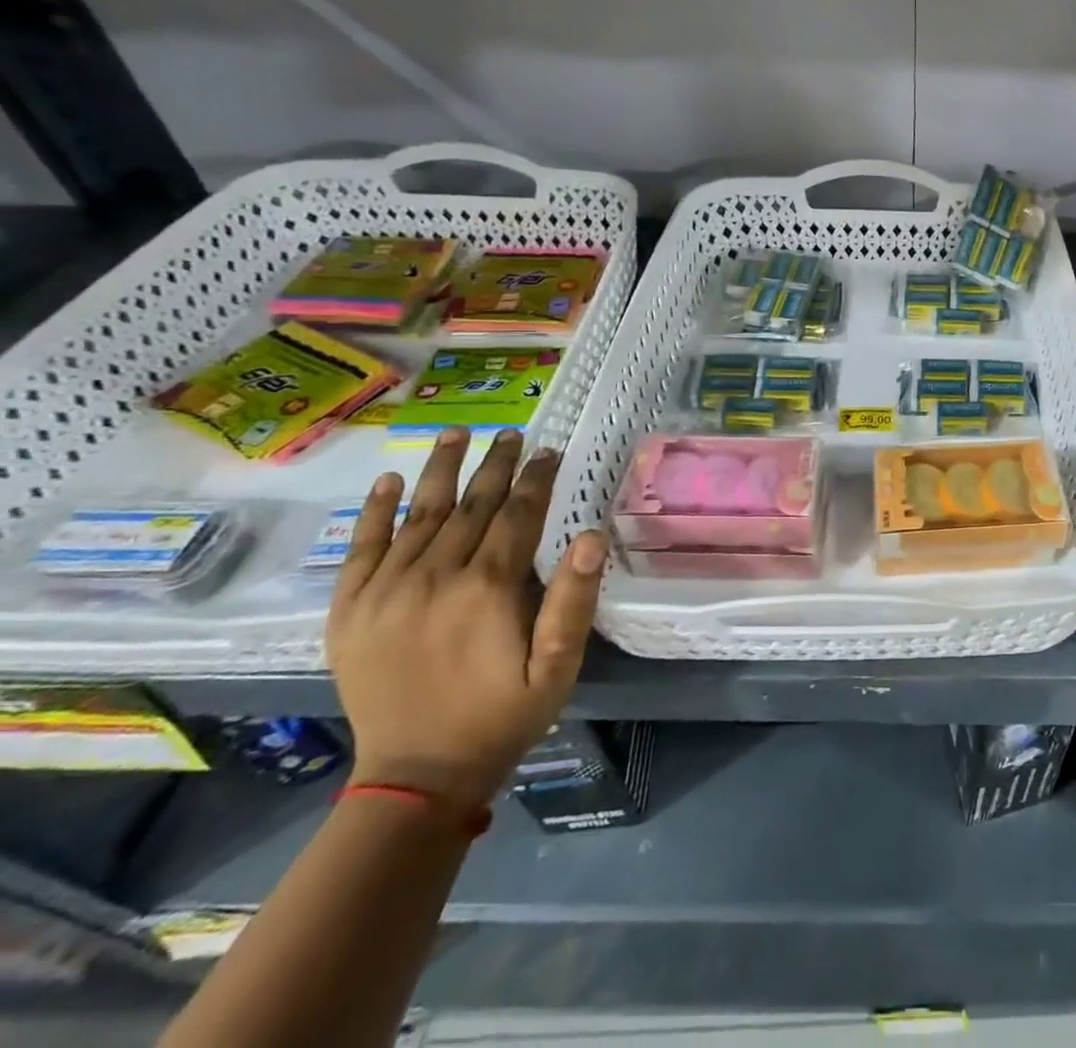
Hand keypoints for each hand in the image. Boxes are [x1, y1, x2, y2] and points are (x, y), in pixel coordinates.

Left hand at [325, 428, 609, 812]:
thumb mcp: (558, 665)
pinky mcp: (350, 612)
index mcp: (487, 588)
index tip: (550, 450)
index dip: (537, 479)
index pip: (517, 514)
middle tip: (512, 433)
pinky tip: (389, 483)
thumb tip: (593, 536)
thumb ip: (574, 599)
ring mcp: (385, 592)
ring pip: (418, 515)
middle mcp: (434, 577)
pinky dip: (375, 512)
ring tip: (455, 434)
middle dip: (495, 465)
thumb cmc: (503, 715)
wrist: (416, 775)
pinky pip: (360, 550)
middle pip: (470, 505)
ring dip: (440, 471)